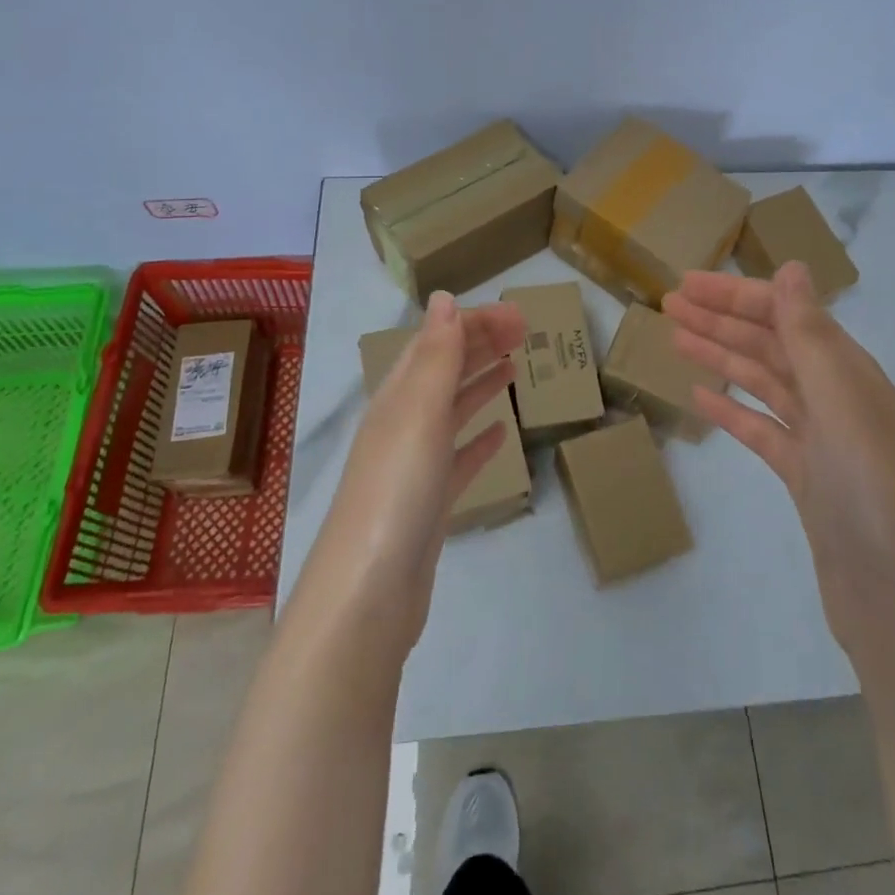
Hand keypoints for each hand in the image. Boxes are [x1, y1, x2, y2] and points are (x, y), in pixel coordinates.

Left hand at [293, 292, 524, 659]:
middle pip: (445, 371)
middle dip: (481, 345)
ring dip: (480, 383)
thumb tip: (444, 297)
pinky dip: (479, 439)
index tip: (520, 314)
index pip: (437, 342)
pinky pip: (459, 458)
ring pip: (452, 411)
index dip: (475, 323)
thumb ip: (435, 356)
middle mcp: (403, 424)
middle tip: (527, 332)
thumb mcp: (418, 414)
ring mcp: (415, 466)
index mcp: (398, 398)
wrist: (368, 597)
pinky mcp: (429, 504)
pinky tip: (500, 434)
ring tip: (514, 367)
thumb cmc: (397, 493)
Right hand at [664, 262, 894, 659]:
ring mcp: (820, 440)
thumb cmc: (872, 490)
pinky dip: (732, 411)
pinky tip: (700, 399)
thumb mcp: (841, 401)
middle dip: (722, 319)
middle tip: (669, 303)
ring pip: (763, 384)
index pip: (786, 315)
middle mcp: (836, 397)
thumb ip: (811, 334)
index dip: (737, 295)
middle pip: (771, 345)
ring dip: (721, 357)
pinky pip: (762, 431)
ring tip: (675, 339)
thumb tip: (793, 267)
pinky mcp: (805, 479)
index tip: (688, 283)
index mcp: (849, 372)